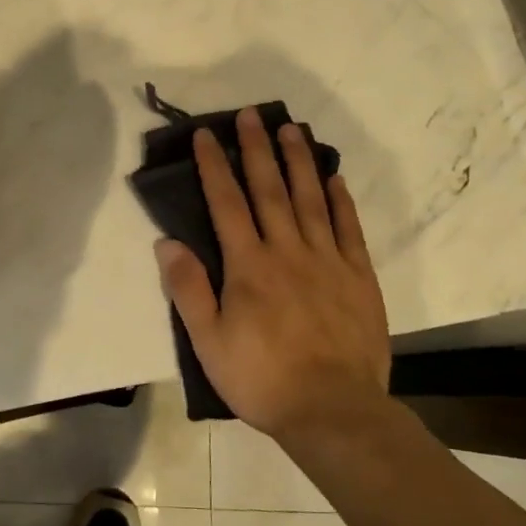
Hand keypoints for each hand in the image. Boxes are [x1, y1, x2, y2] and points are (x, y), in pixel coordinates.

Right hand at [156, 108, 389, 440]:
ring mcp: (327, 260)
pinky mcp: (358, 276)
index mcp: (249, 265)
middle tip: (252, 114)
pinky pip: (348, 228)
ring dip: (299, 161)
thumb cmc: (262, 378)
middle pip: (269, 189)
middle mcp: (287, 250)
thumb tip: (166, 242)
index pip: (227, 203)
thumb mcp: (209, 342)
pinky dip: (340, 199)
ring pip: (310, 199)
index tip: (206, 135)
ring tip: (292, 128)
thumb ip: (188, 289)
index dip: (214, 166)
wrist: (333, 411)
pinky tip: (334, 177)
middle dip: (257, 148)